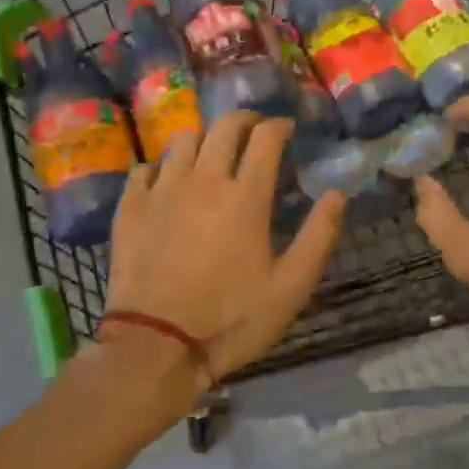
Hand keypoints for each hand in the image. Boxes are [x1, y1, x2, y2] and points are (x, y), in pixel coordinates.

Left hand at [102, 111, 345, 384]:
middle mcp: (203, 180)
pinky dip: (162, 166)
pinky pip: (145, 167)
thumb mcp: (291, 287)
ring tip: (212, 154)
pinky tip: (168, 181)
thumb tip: (337, 193)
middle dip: (245, 121)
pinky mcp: (131, 207)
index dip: (279, 126)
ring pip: (183, 140)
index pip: (265, 138)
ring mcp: (162, 190)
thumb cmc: (231, 319)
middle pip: (224, 127)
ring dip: (205, 138)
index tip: (287, 130)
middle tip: (255, 132)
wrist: (156, 347)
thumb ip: (319, 235)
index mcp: (245, 196)